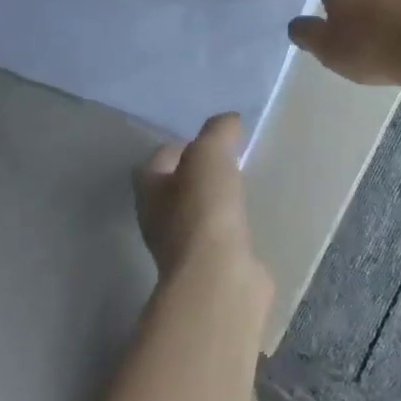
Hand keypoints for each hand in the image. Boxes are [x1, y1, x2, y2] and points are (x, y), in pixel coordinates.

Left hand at [134, 113, 267, 294]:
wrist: (219, 278)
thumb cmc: (204, 211)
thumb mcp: (210, 155)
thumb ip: (218, 131)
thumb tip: (229, 121)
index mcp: (149, 191)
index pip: (157, 160)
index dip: (179, 146)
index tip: (209, 139)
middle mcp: (159, 220)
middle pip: (175, 188)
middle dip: (198, 174)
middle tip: (228, 159)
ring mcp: (183, 249)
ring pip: (197, 213)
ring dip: (215, 200)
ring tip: (242, 185)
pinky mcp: (211, 267)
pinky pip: (220, 236)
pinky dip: (231, 225)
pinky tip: (251, 217)